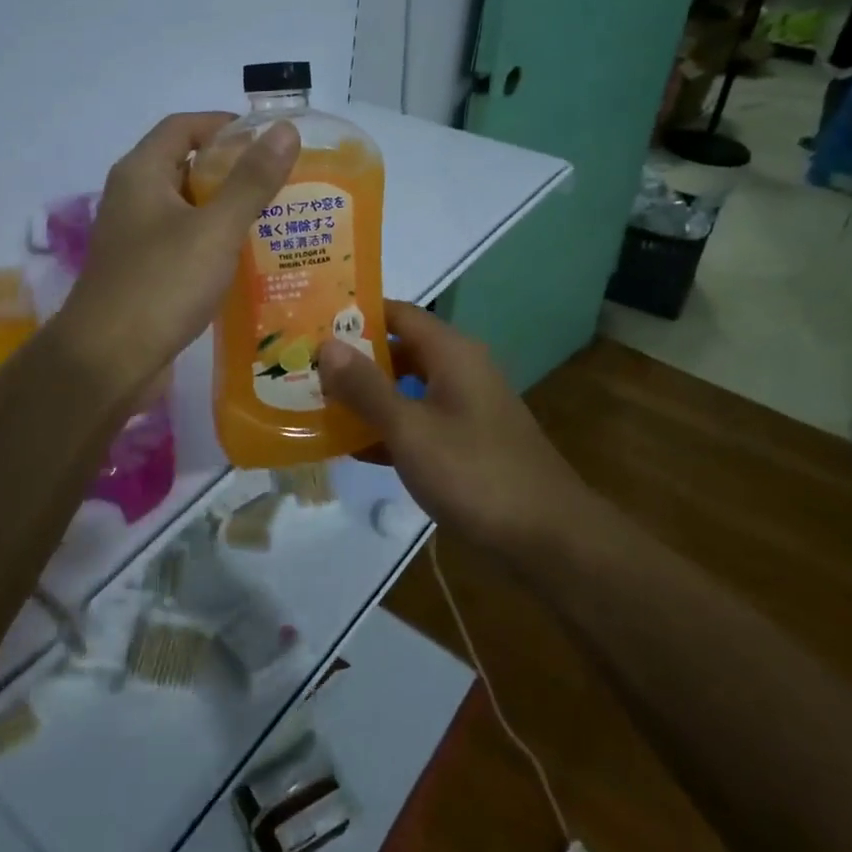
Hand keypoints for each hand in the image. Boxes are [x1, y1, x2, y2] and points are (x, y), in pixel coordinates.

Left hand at [52, 112, 299, 400]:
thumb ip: (252, 181)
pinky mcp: (144, 272)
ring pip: (188, 209)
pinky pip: (184, 244)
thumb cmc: (160, 285)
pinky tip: (249, 261)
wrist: (107, 362)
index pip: (183, 126)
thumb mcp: (215, 229)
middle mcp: (133, 198)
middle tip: (283, 182)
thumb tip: (286, 130)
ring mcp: (136, 238)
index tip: (270, 140)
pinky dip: (215, 244)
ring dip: (227, 210)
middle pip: (186, 166)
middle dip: (234, 170)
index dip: (226, 126)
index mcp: (141, 173)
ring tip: (278, 219)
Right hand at [317, 300, 583, 554]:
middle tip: (303, 364)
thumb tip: (326, 344)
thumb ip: (366, 387)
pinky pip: (417, 422)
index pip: (397, 313)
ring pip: (405, 388)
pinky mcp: (466, 442)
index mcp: (451, 352)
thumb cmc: (475, 473)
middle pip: (398, 350)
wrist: (547, 538)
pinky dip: (386, 428)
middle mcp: (460, 370)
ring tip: (314, 401)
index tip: (309, 320)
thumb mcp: (411, 429)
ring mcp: (465, 408)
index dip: (354, 314)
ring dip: (365, 396)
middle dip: (353, 358)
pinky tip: (350, 446)